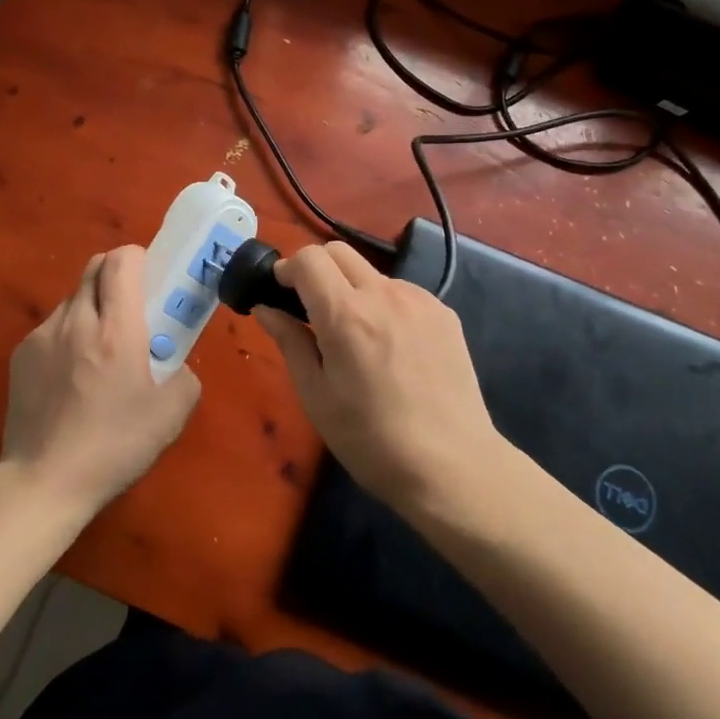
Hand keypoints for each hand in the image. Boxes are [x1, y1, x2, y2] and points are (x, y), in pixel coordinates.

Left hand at [0, 245, 199, 521]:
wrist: (43, 483)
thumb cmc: (114, 446)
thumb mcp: (171, 415)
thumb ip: (184, 376)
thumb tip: (175, 363)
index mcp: (116, 329)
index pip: (122, 260)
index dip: (139, 259)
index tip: (151, 282)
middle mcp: (76, 320)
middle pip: (94, 267)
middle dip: (116, 275)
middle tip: (132, 309)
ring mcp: (43, 336)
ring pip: (72, 298)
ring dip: (92, 307)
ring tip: (100, 351)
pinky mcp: (21, 355)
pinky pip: (52, 327)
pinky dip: (68, 335)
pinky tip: (72, 377)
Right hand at [253, 242, 501, 510]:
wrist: (453, 468)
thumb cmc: (372, 441)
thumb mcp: (316, 397)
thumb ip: (289, 342)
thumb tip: (265, 308)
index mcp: (346, 315)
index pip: (309, 258)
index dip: (288, 269)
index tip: (281, 292)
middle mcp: (383, 294)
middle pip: (339, 251)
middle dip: (317, 268)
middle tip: (312, 307)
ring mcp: (419, 300)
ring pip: (371, 272)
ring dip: (353, 288)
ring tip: (357, 337)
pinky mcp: (444, 312)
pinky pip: (402, 292)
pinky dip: (384, 305)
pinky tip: (392, 348)